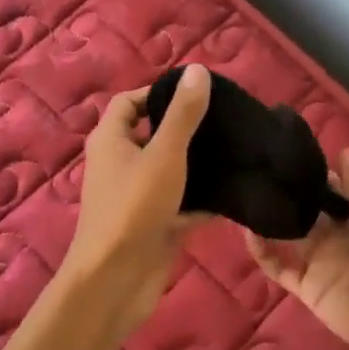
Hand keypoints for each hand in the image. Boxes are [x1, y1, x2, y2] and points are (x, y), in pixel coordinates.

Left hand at [63, 63, 211, 334]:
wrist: (117, 279)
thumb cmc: (135, 208)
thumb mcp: (164, 154)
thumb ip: (183, 114)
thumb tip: (198, 70)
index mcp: (111, 140)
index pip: (130, 102)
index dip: (159, 93)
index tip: (197, 94)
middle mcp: (120, 164)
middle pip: (153, 135)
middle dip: (187, 128)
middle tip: (226, 121)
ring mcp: (138, 196)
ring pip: (171, 171)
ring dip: (199, 164)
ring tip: (237, 151)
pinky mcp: (155, 224)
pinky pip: (183, 203)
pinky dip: (204, 199)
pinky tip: (236, 192)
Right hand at [246, 149, 348, 349]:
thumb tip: (345, 153)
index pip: (333, 187)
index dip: (316, 172)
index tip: (291, 152)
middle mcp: (337, 234)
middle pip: (306, 207)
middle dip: (289, 190)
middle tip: (263, 169)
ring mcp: (319, 259)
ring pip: (287, 231)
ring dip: (270, 216)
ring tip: (249, 193)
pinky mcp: (306, 284)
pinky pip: (278, 266)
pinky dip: (261, 251)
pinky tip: (249, 231)